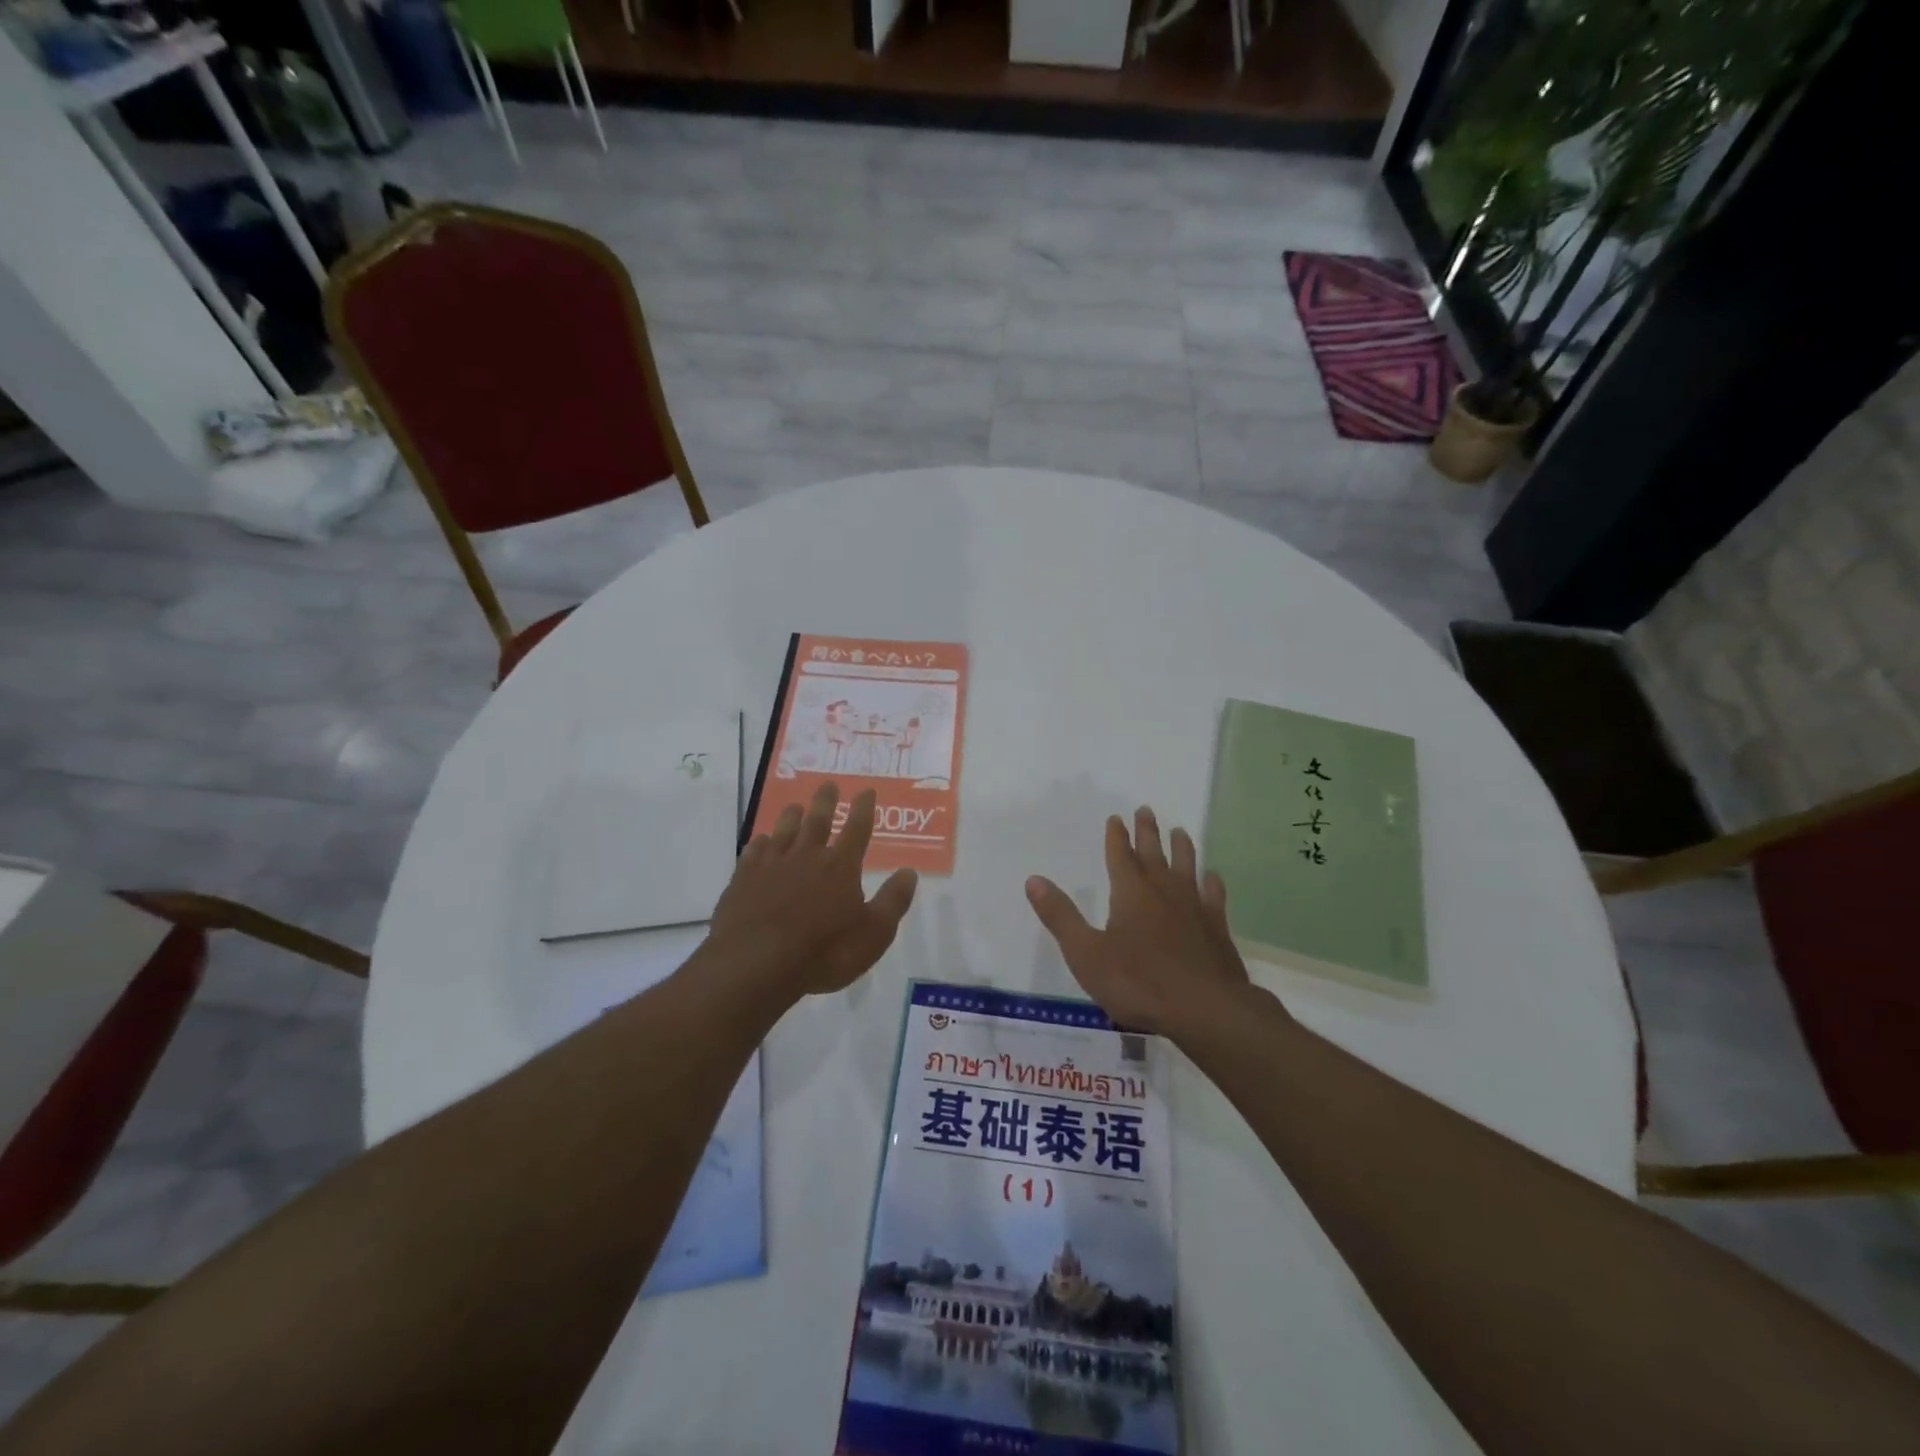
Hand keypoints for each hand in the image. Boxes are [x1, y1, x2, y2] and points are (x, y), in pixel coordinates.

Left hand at [710, 781, 917, 999]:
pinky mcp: (743, 880)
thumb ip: (892, 901)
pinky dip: (760, 843)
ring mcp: (771, 866)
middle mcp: (807, 857)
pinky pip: (753, 852)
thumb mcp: (873, 934)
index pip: (857, 830)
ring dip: (791, 816)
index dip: (864, 809)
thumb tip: (909, 872)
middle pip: (817, 821)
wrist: (755, 964)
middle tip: (828, 784)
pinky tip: (760, 841)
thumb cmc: (823, 952)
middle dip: (825, 801)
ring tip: (795, 806)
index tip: (866, 791)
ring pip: (784, 831)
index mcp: (841, 867)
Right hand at [1025, 806, 1254, 1039]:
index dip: (1116, 837)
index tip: (1116, 818)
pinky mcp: (1217, 928)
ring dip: (1182, 848)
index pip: (1120, 856)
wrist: (1205, 1009)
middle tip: (1146, 810)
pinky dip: (1212, 883)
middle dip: (1147, 832)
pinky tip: (1212, 877)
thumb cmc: (1138, 983)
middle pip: (1154, 854)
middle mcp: (1163, 892)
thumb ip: (1060, 916)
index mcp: (1130, 894)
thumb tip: (1033, 880)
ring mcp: (1194, 908)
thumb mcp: (1086, 954)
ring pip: (1187, 868)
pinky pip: (1214, 896)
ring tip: (1180, 831)